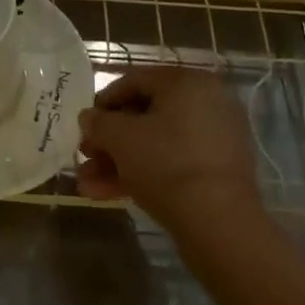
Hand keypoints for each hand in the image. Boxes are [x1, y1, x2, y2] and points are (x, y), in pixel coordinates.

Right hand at [77, 67, 264, 229]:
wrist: (219, 223)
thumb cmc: (165, 164)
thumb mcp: (120, 138)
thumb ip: (98, 123)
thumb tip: (89, 118)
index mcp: (187, 82)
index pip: (135, 80)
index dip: (103, 101)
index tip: (84, 123)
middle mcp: (207, 102)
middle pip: (145, 115)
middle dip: (109, 140)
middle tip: (85, 156)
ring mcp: (215, 139)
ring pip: (156, 143)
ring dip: (119, 161)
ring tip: (88, 184)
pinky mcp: (218, 171)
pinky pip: (174, 162)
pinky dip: (144, 173)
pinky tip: (108, 194)